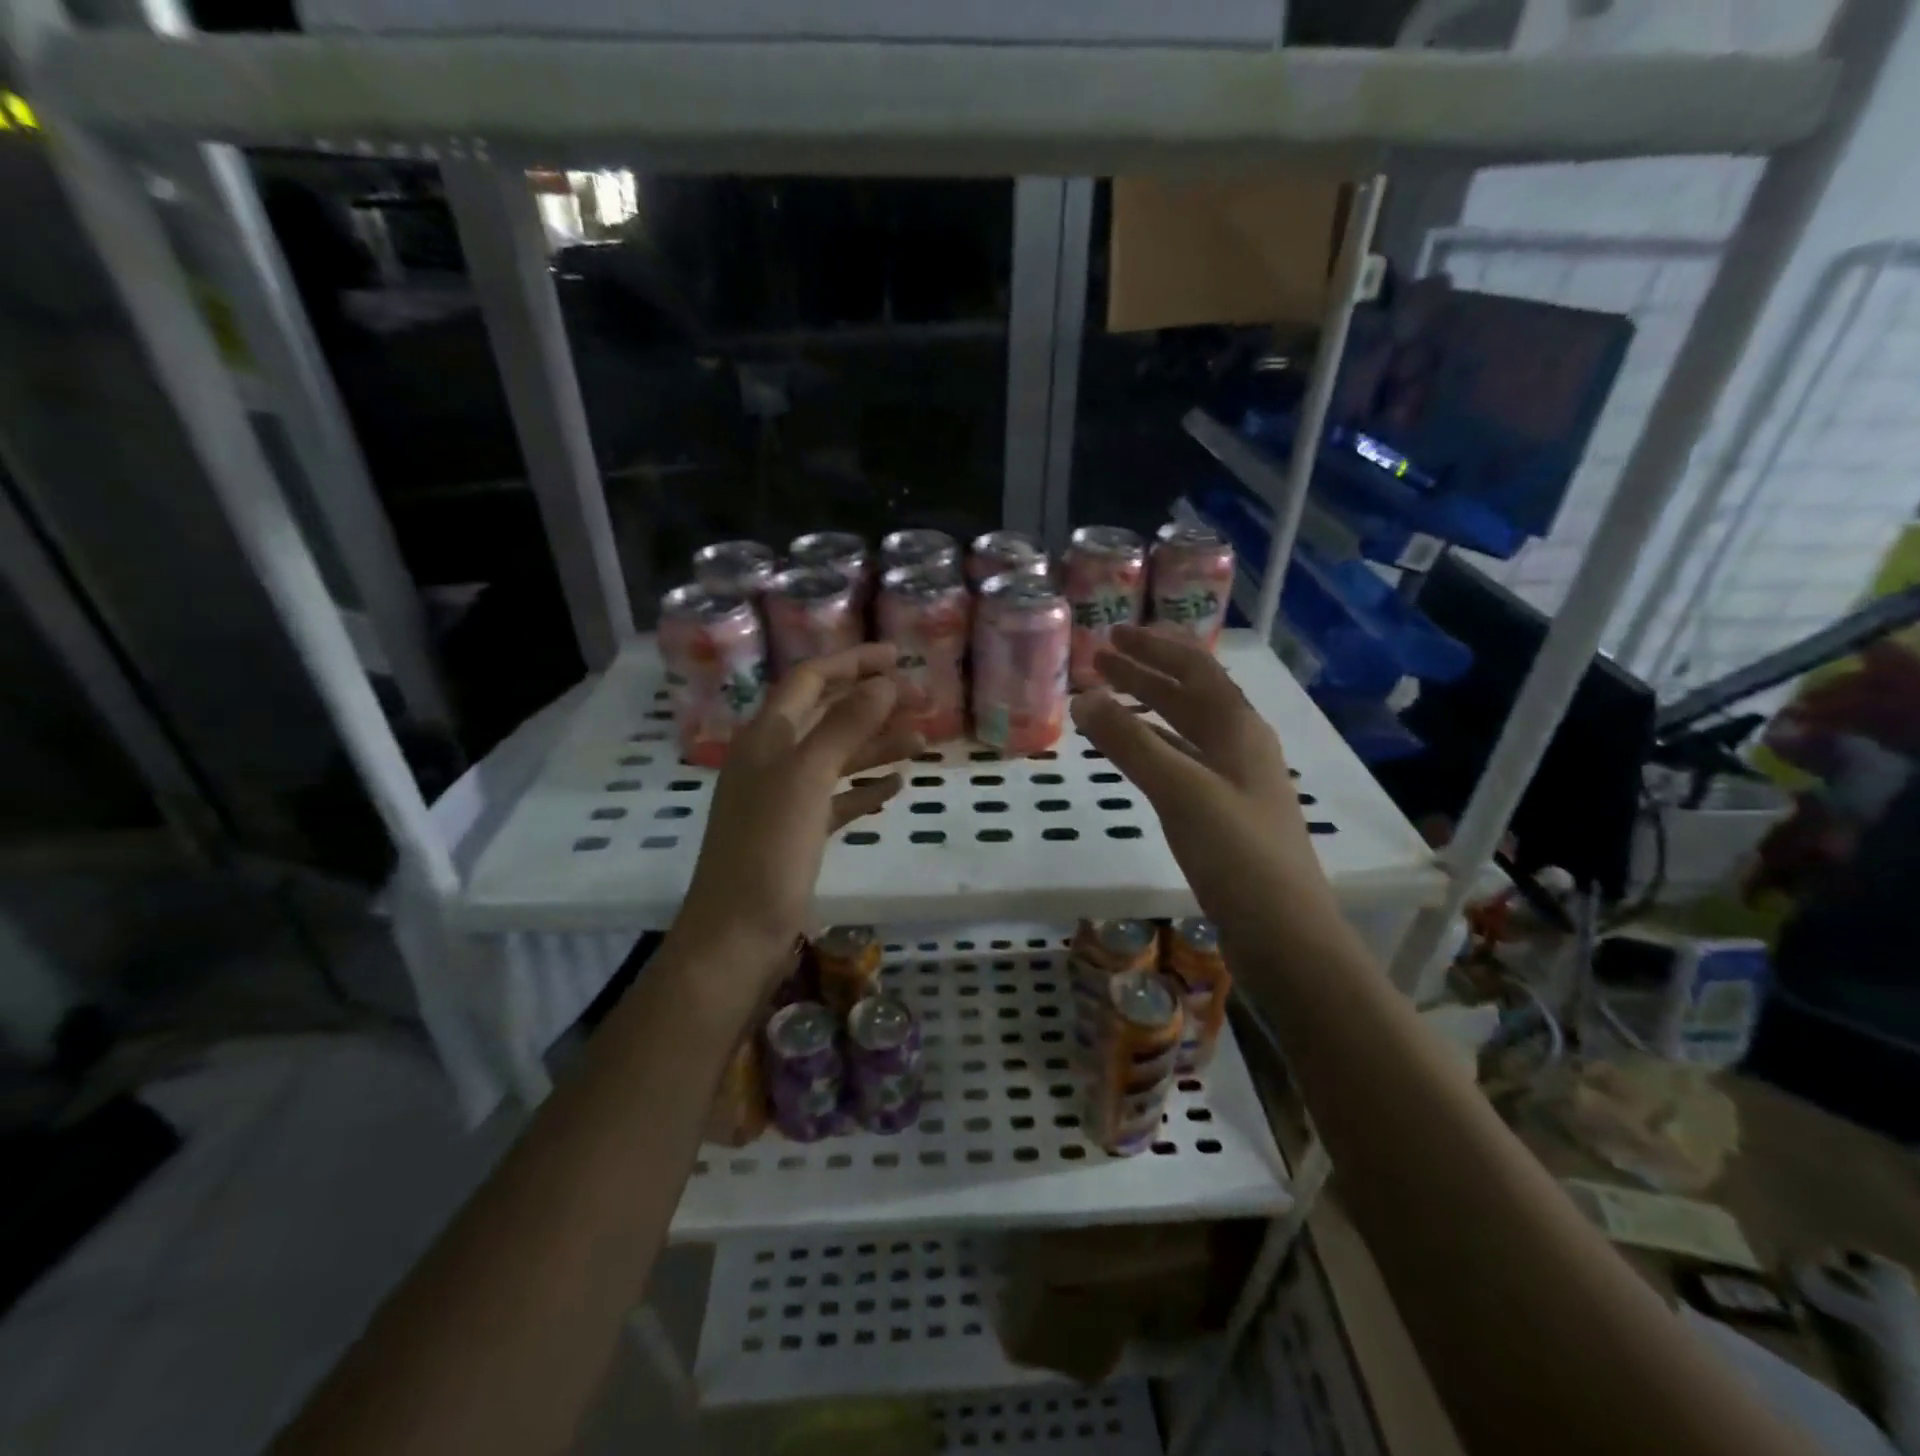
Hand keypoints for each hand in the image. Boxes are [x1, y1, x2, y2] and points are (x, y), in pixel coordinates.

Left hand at [671, 643, 923, 995]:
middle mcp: (773, 759)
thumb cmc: (768, 850)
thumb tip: (883, 682)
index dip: (853, 662)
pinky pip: (837, 799)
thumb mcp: (806, 778)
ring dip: (876, 745)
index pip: (811, 680)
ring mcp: (784, 798)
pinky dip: (865, 788)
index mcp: (766, 736)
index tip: (900, 656)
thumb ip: (844, 726)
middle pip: (827, 715)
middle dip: (872, 702)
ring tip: (921, 740)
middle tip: (922, 700)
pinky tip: (896, 786)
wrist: (736, 935)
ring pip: (836, 757)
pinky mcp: (797, 834)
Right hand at [1070, 625, 1339, 940]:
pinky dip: (1155, 747)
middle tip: (1101, 658)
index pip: (1194, 669)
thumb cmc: (1236, 852)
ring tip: (1109, 698)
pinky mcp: (1225, 812)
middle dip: (1146, 672)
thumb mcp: (1180, 789)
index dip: (1154, 647)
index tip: (1113, 633)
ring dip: (1149, 707)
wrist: (1284, 931)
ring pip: (1186, 728)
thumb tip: (1083, 697)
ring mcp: (1235, 780)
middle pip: (1190, 694)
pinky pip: (1184, 761)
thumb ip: (1130, 742)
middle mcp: (1240, 744)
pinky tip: (1136, 754)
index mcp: (1238, 727)